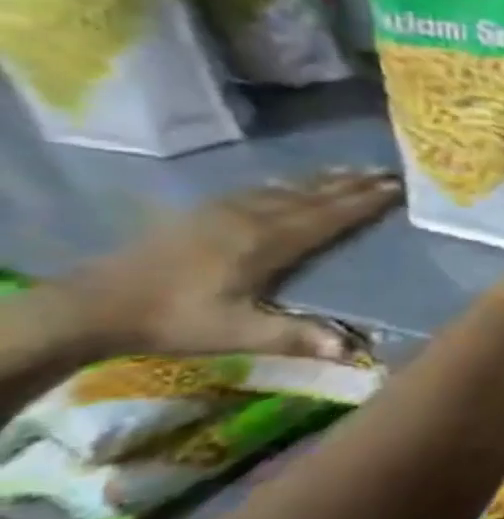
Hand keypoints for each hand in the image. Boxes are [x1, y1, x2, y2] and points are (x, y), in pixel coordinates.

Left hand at [62, 169, 401, 359]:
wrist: (91, 306)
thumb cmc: (173, 320)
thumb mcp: (236, 334)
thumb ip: (295, 336)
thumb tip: (351, 349)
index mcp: (269, 241)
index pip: (329, 215)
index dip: (365, 201)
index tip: (397, 187)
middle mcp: (254, 216)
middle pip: (314, 194)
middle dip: (354, 183)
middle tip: (389, 172)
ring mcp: (226, 209)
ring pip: (289, 186)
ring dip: (327, 178)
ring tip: (356, 170)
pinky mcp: (205, 211)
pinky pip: (263, 188)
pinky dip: (293, 182)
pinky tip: (296, 182)